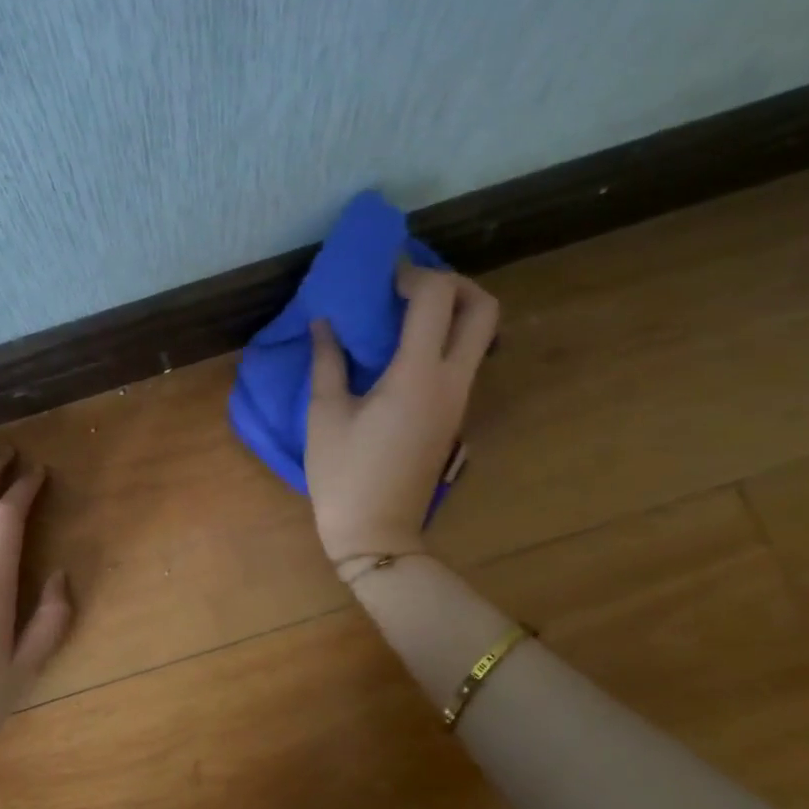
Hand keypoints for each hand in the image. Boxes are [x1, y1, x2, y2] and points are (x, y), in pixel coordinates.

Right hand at [305, 264, 499, 563]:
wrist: (377, 533)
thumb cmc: (344, 474)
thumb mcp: (324, 413)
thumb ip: (327, 360)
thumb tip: (324, 322)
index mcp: (416, 376)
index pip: (437, 298)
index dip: (412, 274)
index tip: (381, 278)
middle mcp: (451, 381)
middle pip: (483, 308)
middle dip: (452, 283)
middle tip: (409, 288)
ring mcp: (459, 399)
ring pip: (480, 333)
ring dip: (450, 310)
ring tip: (401, 314)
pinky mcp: (455, 414)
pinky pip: (463, 358)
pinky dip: (444, 337)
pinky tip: (401, 347)